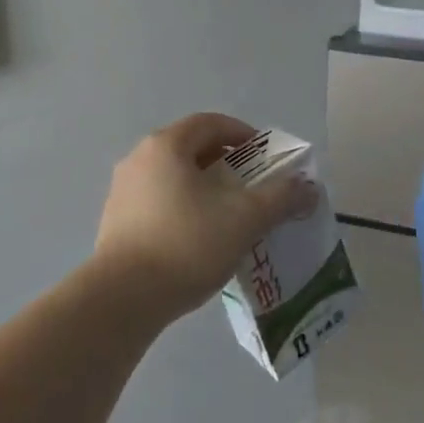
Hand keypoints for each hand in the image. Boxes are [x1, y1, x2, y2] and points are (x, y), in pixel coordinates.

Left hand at [92, 113, 319, 328]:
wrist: (122, 299)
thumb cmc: (186, 244)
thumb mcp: (244, 219)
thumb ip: (280, 199)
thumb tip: (309, 188)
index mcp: (166, 145)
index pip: (209, 123)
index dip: (242, 134)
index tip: (265, 157)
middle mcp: (139, 158)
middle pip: (190, 148)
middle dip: (225, 163)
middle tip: (251, 186)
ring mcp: (122, 190)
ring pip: (173, 176)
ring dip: (203, 187)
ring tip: (228, 215)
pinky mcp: (115, 222)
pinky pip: (157, 201)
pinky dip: (182, 208)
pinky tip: (198, 239)